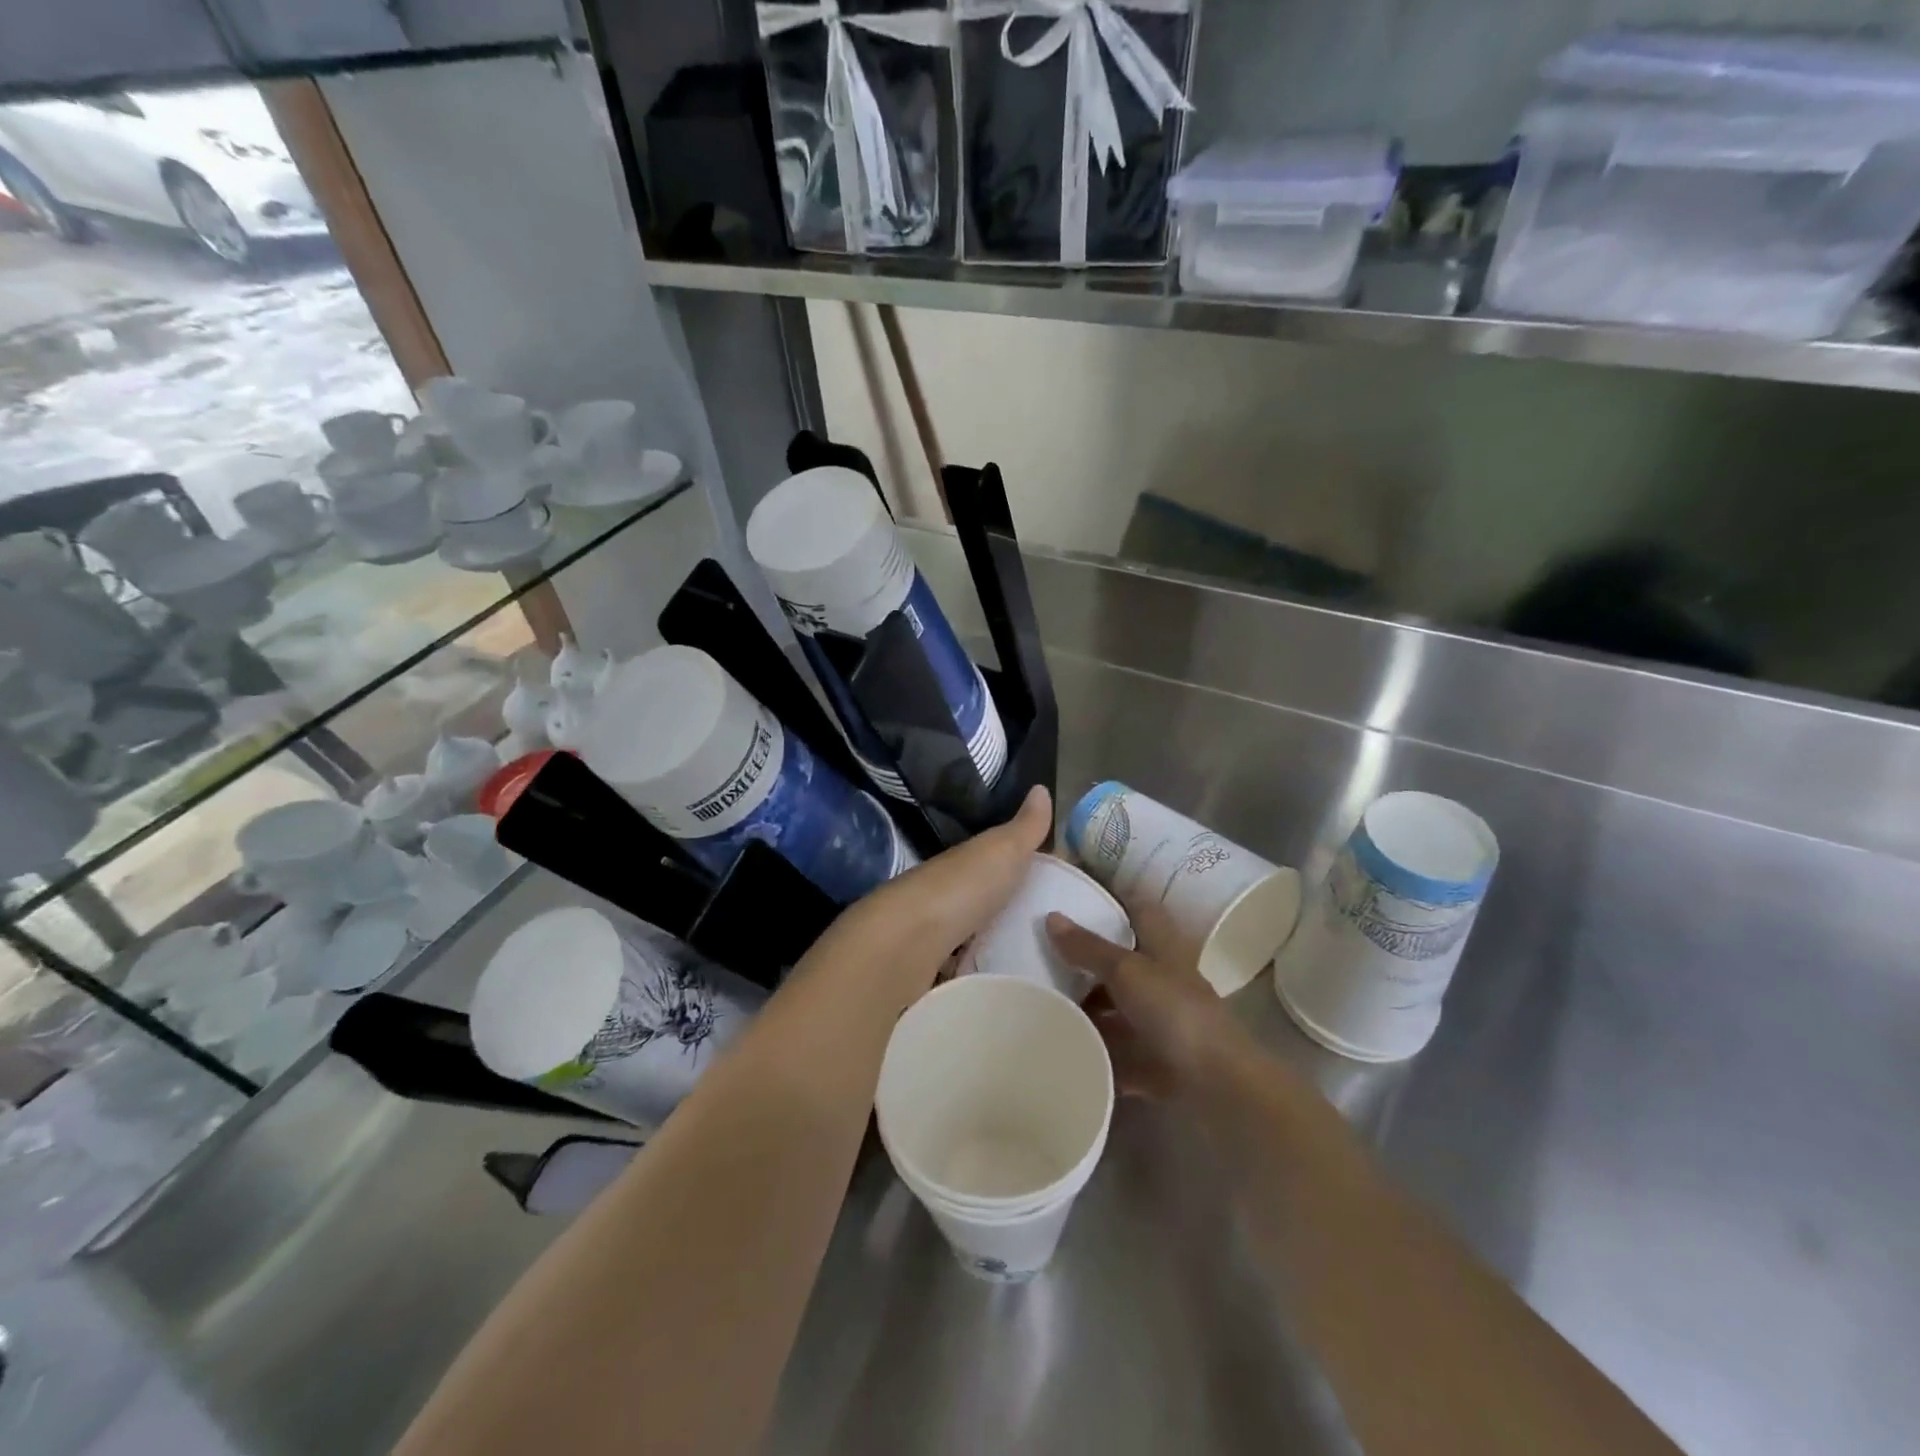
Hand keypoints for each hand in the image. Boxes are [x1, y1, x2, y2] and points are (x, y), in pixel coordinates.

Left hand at [850, 784, 1053, 959]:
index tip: (1058, 882)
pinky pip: (960, 966)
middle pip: (985, 898)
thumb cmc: (960, 889)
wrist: (905, 942)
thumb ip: (1025, 827)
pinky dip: (976, 970)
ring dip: (993, 941)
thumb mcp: (1001, 851)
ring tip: (1035, 962)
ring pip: (971, 933)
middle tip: (1054, 930)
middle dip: (1012, 909)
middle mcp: (949, 892)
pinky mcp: (931, 968)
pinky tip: (999, 982)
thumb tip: (1041, 787)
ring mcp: (936, 932)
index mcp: (967, 862)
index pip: (999, 858)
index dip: (1024, 865)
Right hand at [1046, 905, 1249, 1099]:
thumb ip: (1089, 947)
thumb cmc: (1174, 1011)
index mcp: (1163, 949)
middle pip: (1124, 964)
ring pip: (1119, 1009)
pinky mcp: (1154, 1063)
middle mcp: (1163, 981)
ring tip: (1045, 1004)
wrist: (1217, 1085)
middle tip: (1044, 955)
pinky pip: (1118, 1053)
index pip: (1140, 911)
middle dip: (1089, 962)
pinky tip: (1064, 1049)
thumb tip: (1051, 916)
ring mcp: (1161, 1024)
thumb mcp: (1126, 970)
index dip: (1115, 901)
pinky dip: (1096, 1052)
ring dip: (1089, 1010)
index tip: (1080, 897)